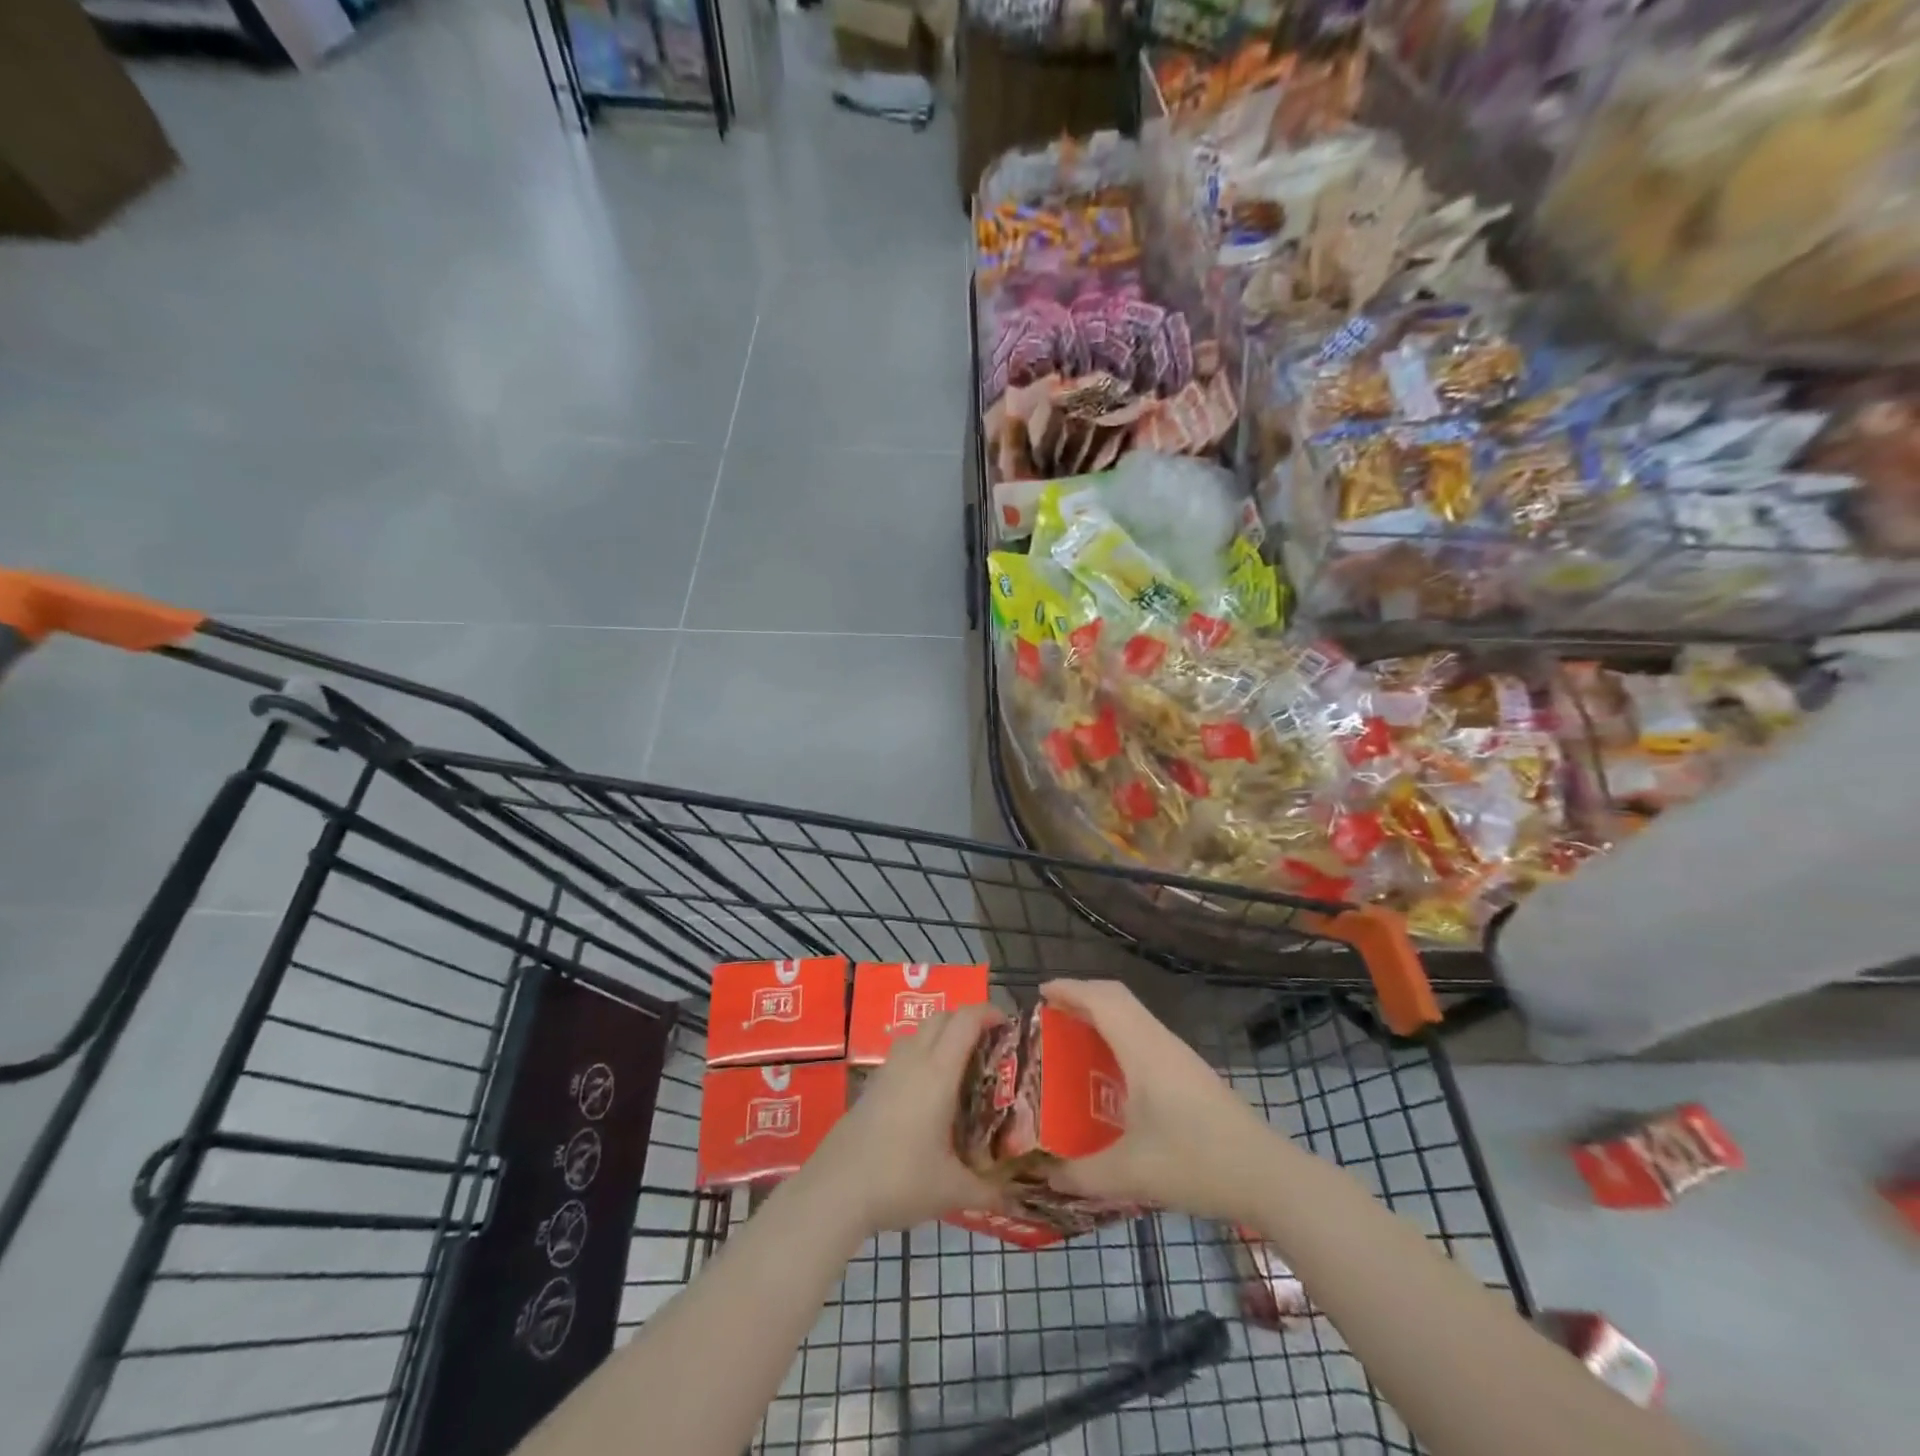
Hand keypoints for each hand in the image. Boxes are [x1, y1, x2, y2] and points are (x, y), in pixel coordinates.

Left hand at [800, 1004, 1006, 1235]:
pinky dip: (922, 1054)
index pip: (965, 1021)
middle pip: (942, 1017)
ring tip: (960, 1067)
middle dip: (967, 1020)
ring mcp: (888, 1070)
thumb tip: (1017, 1201)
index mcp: (938, 1072)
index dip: (988, 1013)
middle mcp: (913, 1060)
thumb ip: (988, 1191)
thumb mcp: (951, 1189)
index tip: (1007, 1024)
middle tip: (988, 1046)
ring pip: (919, 1032)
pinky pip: (904, 1053)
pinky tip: (928, 1093)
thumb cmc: (900, 1179)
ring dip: (942, 1035)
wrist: (836, 1188)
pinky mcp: (872, 1085)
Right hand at [1041, 979, 1279, 1222]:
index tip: (1040, 993)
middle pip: (1117, 998)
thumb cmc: (1196, 1162)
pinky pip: (1144, 1034)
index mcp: (1143, 1049)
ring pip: (1134, 1015)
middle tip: (1051, 1015)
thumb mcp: (1132, 1174)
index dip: (1070, 989)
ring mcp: (1179, 1056)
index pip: (1102, 999)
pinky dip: (1119, 1035)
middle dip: (1081, 997)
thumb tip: (1046, 1177)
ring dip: (1102, 1015)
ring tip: (1073, 1039)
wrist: (1268, 1176)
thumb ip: (1083, 1175)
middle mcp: (1160, 1042)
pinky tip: (1111, 1071)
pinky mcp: (1190, 1073)